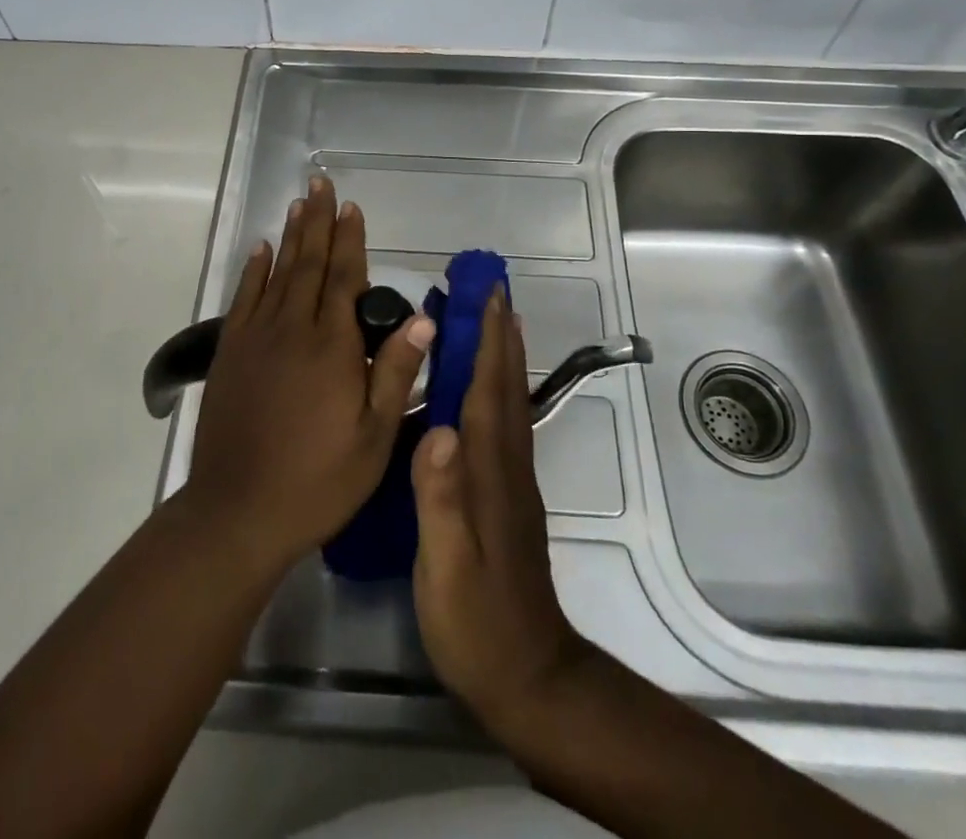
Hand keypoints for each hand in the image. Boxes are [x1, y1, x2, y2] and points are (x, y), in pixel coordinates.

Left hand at [186, 175, 434, 570]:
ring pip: (277, 273)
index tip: (350, 207)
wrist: (238, 512)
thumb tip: (424, 318)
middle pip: (308, 263)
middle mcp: (292, 328)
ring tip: (298, 204)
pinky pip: (244, 299)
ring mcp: (256, 338)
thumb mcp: (374, 437)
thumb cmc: (318, 480)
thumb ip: (395, 373)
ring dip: (289, 237)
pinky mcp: (230, 354)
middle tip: (320, 185)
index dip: (349, 239)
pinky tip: (259, 251)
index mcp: (332, 345)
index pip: (344, 277)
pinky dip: (253, 271)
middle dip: (317, 221)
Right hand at [411, 292, 593, 728]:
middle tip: (493, 290)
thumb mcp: (446, 565)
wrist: (527, 676)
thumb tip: (438, 429)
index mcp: (489, 471)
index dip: (488, 341)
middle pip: (506, 386)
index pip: (488, 391)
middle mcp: (507, 465)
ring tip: (497, 322)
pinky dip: (502, 390)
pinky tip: (489, 390)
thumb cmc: (476, 620)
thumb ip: (440, 498)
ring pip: (510, 402)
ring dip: (505, 356)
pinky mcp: (510, 498)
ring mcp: (513, 482)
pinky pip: (506, 424)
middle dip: (501, 335)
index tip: (487, 295)